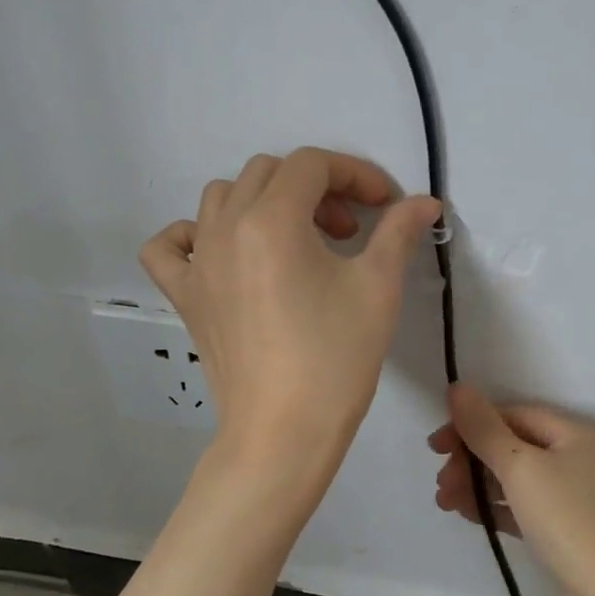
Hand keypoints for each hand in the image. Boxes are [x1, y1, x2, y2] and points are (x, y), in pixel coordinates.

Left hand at [141, 148, 441, 465]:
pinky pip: (170, 247)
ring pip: (222, 197)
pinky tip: (222, 253)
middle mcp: (225, 227)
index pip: (312, 164)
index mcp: (271, 219)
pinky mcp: (184, 296)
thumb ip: (398, 231)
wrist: (284, 432)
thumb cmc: (335, 359)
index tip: (385, 206)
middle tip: (349, 231)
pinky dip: (192, 236)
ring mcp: (197, 261)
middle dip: (317, 188)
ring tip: (297, 241)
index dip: (356, 174)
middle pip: (269, 173)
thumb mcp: (378, 287)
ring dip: (265, 202)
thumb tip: (424, 202)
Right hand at [430, 384, 594, 595]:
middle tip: (441, 483)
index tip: (436, 446)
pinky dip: (491, 506)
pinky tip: (467, 514)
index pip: (510, 415)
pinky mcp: (559, 528)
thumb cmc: (566, 518)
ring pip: (509, 478)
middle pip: (508, 446)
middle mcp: (571, 458)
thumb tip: (457, 388)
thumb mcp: (519, 466)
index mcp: (570, 434)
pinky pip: (517, 506)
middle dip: (469, 460)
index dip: (471, 425)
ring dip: (474, 484)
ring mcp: (566, 496)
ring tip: (445, 502)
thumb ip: (484, 428)